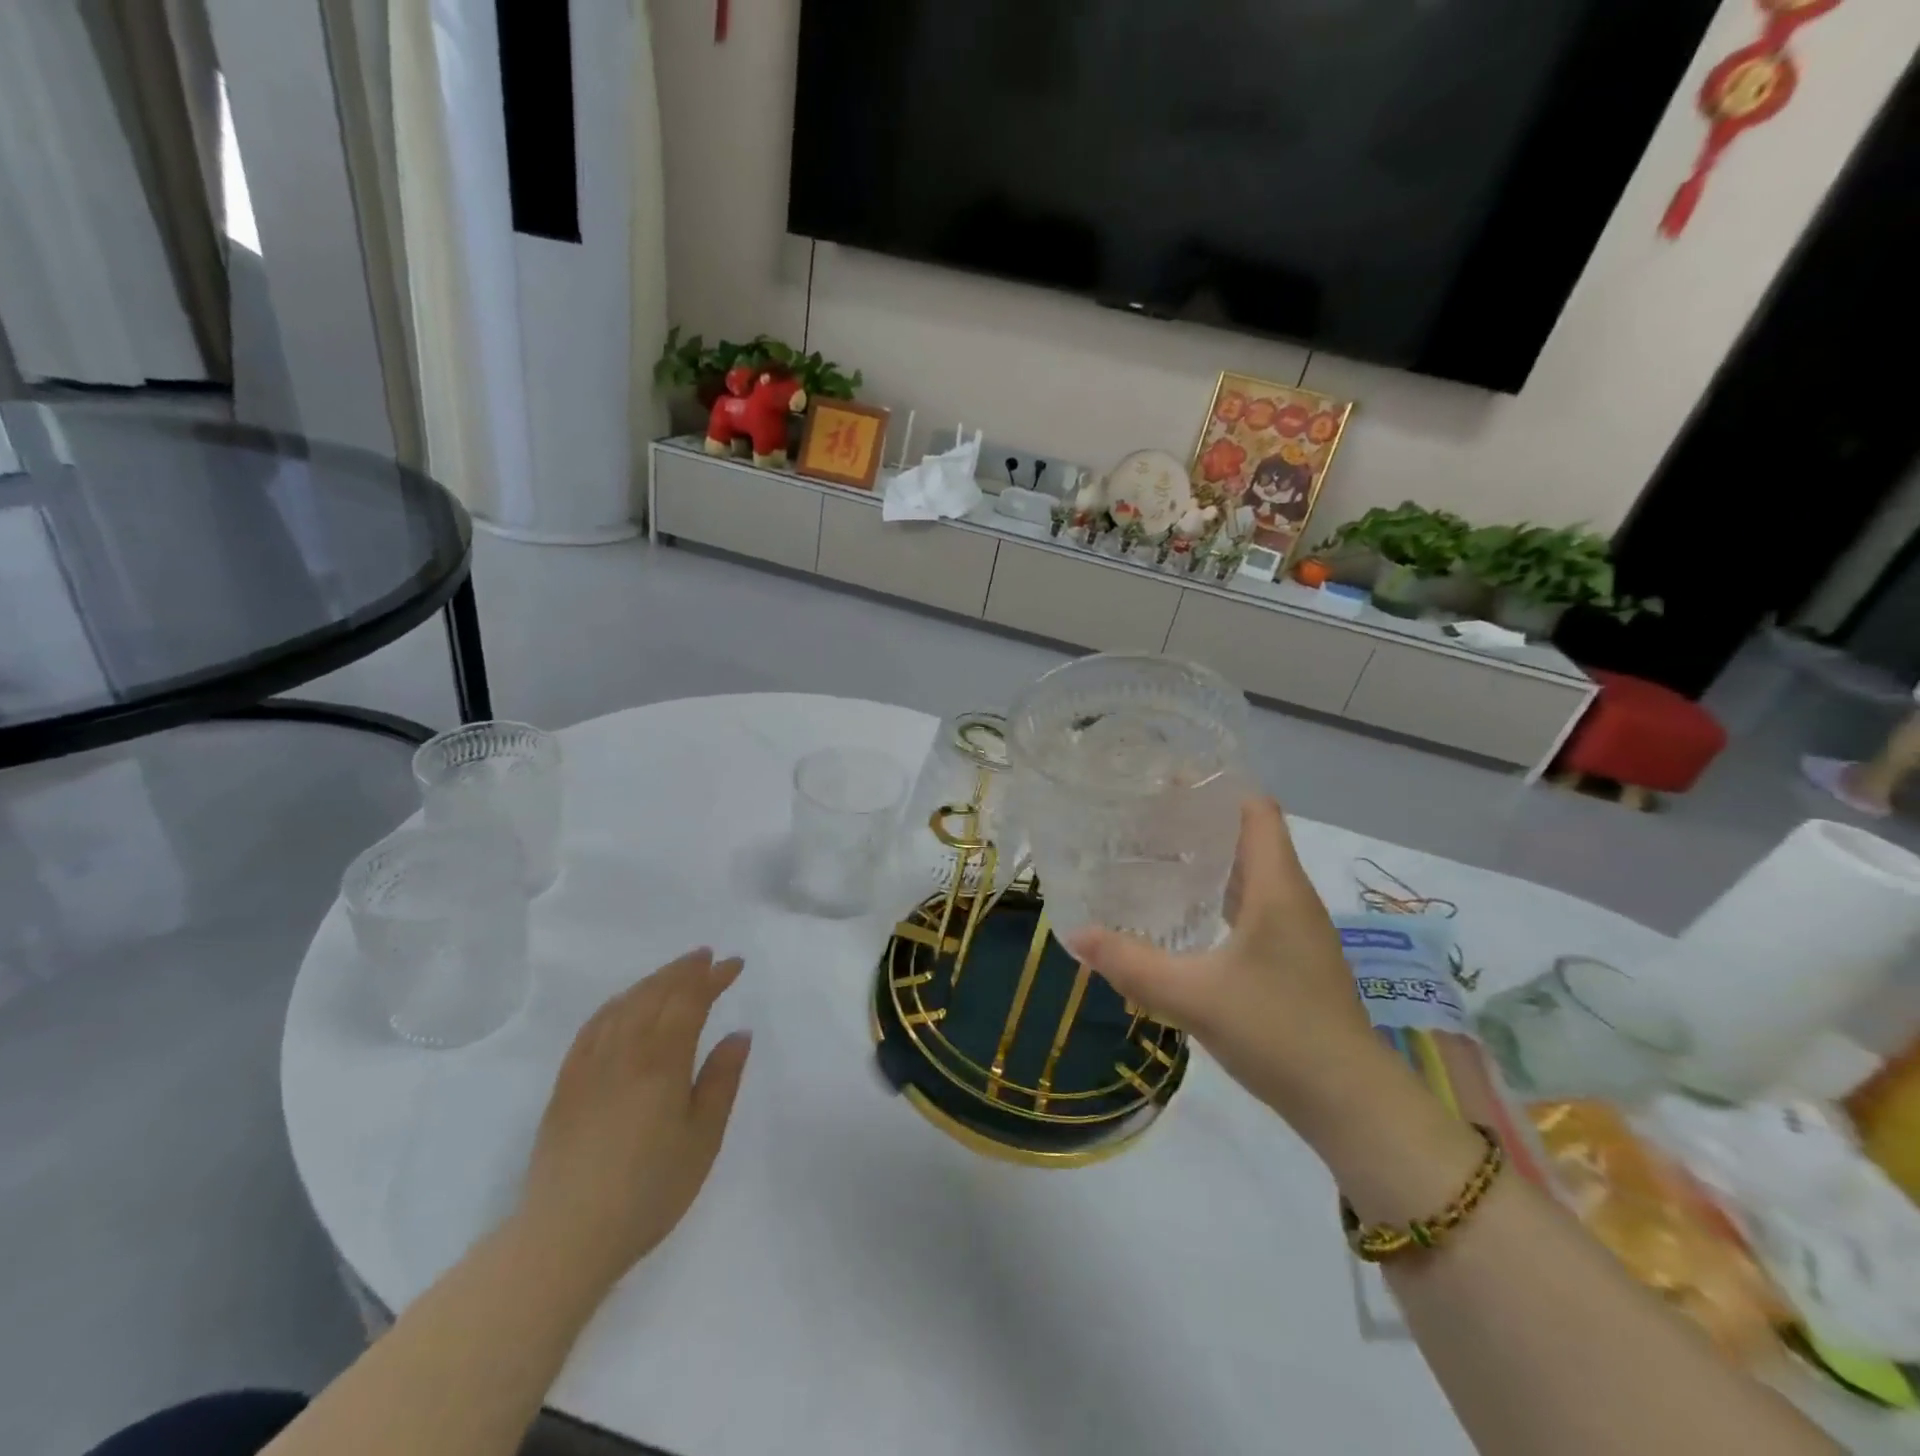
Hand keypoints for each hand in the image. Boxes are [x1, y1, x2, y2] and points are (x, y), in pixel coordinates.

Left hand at [515, 949, 751, 1293]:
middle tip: (707, 957)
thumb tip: (739, 1033)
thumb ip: (721, 1081)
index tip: (734, 965)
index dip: (713, 978)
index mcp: (662, 1061)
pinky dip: (616, 1003)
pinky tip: (624, 1004)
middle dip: (684, 970)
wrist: (565, 1237)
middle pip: (656, 993)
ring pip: (624, 1004)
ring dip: (652, 981)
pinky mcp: (566, 1083)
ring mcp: (590, 1064)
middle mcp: (625, 1050)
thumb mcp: (702, 1140)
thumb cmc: (649, 1191)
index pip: (690, 1000)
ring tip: (674, 973)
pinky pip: (593, 1026)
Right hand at [1066, 798, 1390, 1143]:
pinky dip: (1219, 896)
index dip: (1217, 786)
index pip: (1256, 809)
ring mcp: (1297, 930)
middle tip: (1144, 817)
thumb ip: (1131, 964)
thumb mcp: (1193, 996)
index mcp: (1277, 886)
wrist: (1351, 1104)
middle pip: (1250, 836)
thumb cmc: (1278, 1032)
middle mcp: (1292, 897)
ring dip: (1209, 860)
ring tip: (1155, 855)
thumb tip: (1075, 935)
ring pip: (1251, 873)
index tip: (1167, 781)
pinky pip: (1254, 906)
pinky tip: (1185, 915)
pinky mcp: (1294, 958)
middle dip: (1200, 820)